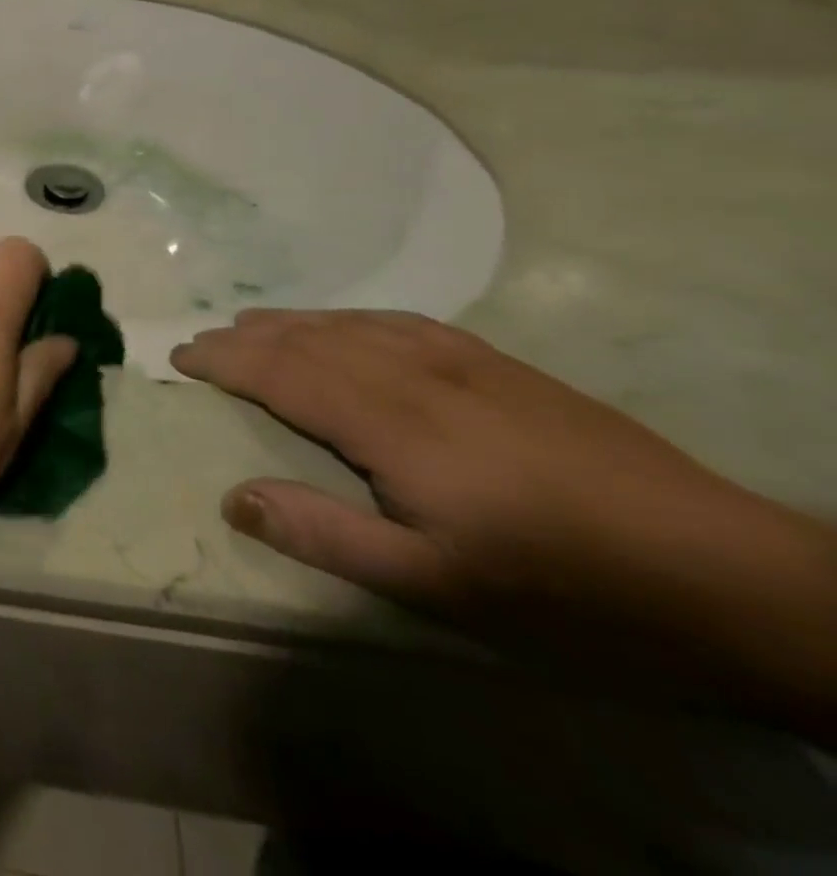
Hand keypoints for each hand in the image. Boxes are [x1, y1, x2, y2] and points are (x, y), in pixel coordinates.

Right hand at [170, 311, 814, 649]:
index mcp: (393, 424)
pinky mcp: (501, 365)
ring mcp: (464, 362)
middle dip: (247, 337)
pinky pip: (400, 322)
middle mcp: (416, 375)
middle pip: (309, 340)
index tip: (180, 355)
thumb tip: (234, 497)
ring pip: (351, 325)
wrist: (731, 575)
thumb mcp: (438, 587)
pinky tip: (346, 325)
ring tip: (252, 323)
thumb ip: (327, 535)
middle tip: (201, 339)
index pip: (283, 374)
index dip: (226, 361)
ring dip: (292, 321)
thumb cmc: (566, 592)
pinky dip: (349, 318)